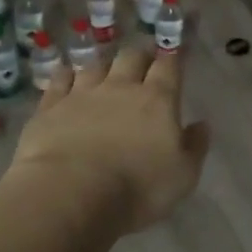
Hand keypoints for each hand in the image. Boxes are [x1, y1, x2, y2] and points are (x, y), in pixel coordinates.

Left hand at [6, 47, 210, 235]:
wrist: (70, 195)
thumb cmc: (136, 188)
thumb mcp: (183, 176)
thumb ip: (195, 146)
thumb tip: (201, 124)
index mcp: (157, 100)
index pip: (169, 67)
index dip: (173, 58)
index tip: (175, 57)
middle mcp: (121, 88)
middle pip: (132, 57)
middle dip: (140, 55)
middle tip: (143, 61)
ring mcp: (82, 94)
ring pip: (96, 65)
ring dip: (104, 65)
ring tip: (106, 70)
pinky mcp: (50, 107)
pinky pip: (59, 81)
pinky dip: (66, 76)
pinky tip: (66, 76)